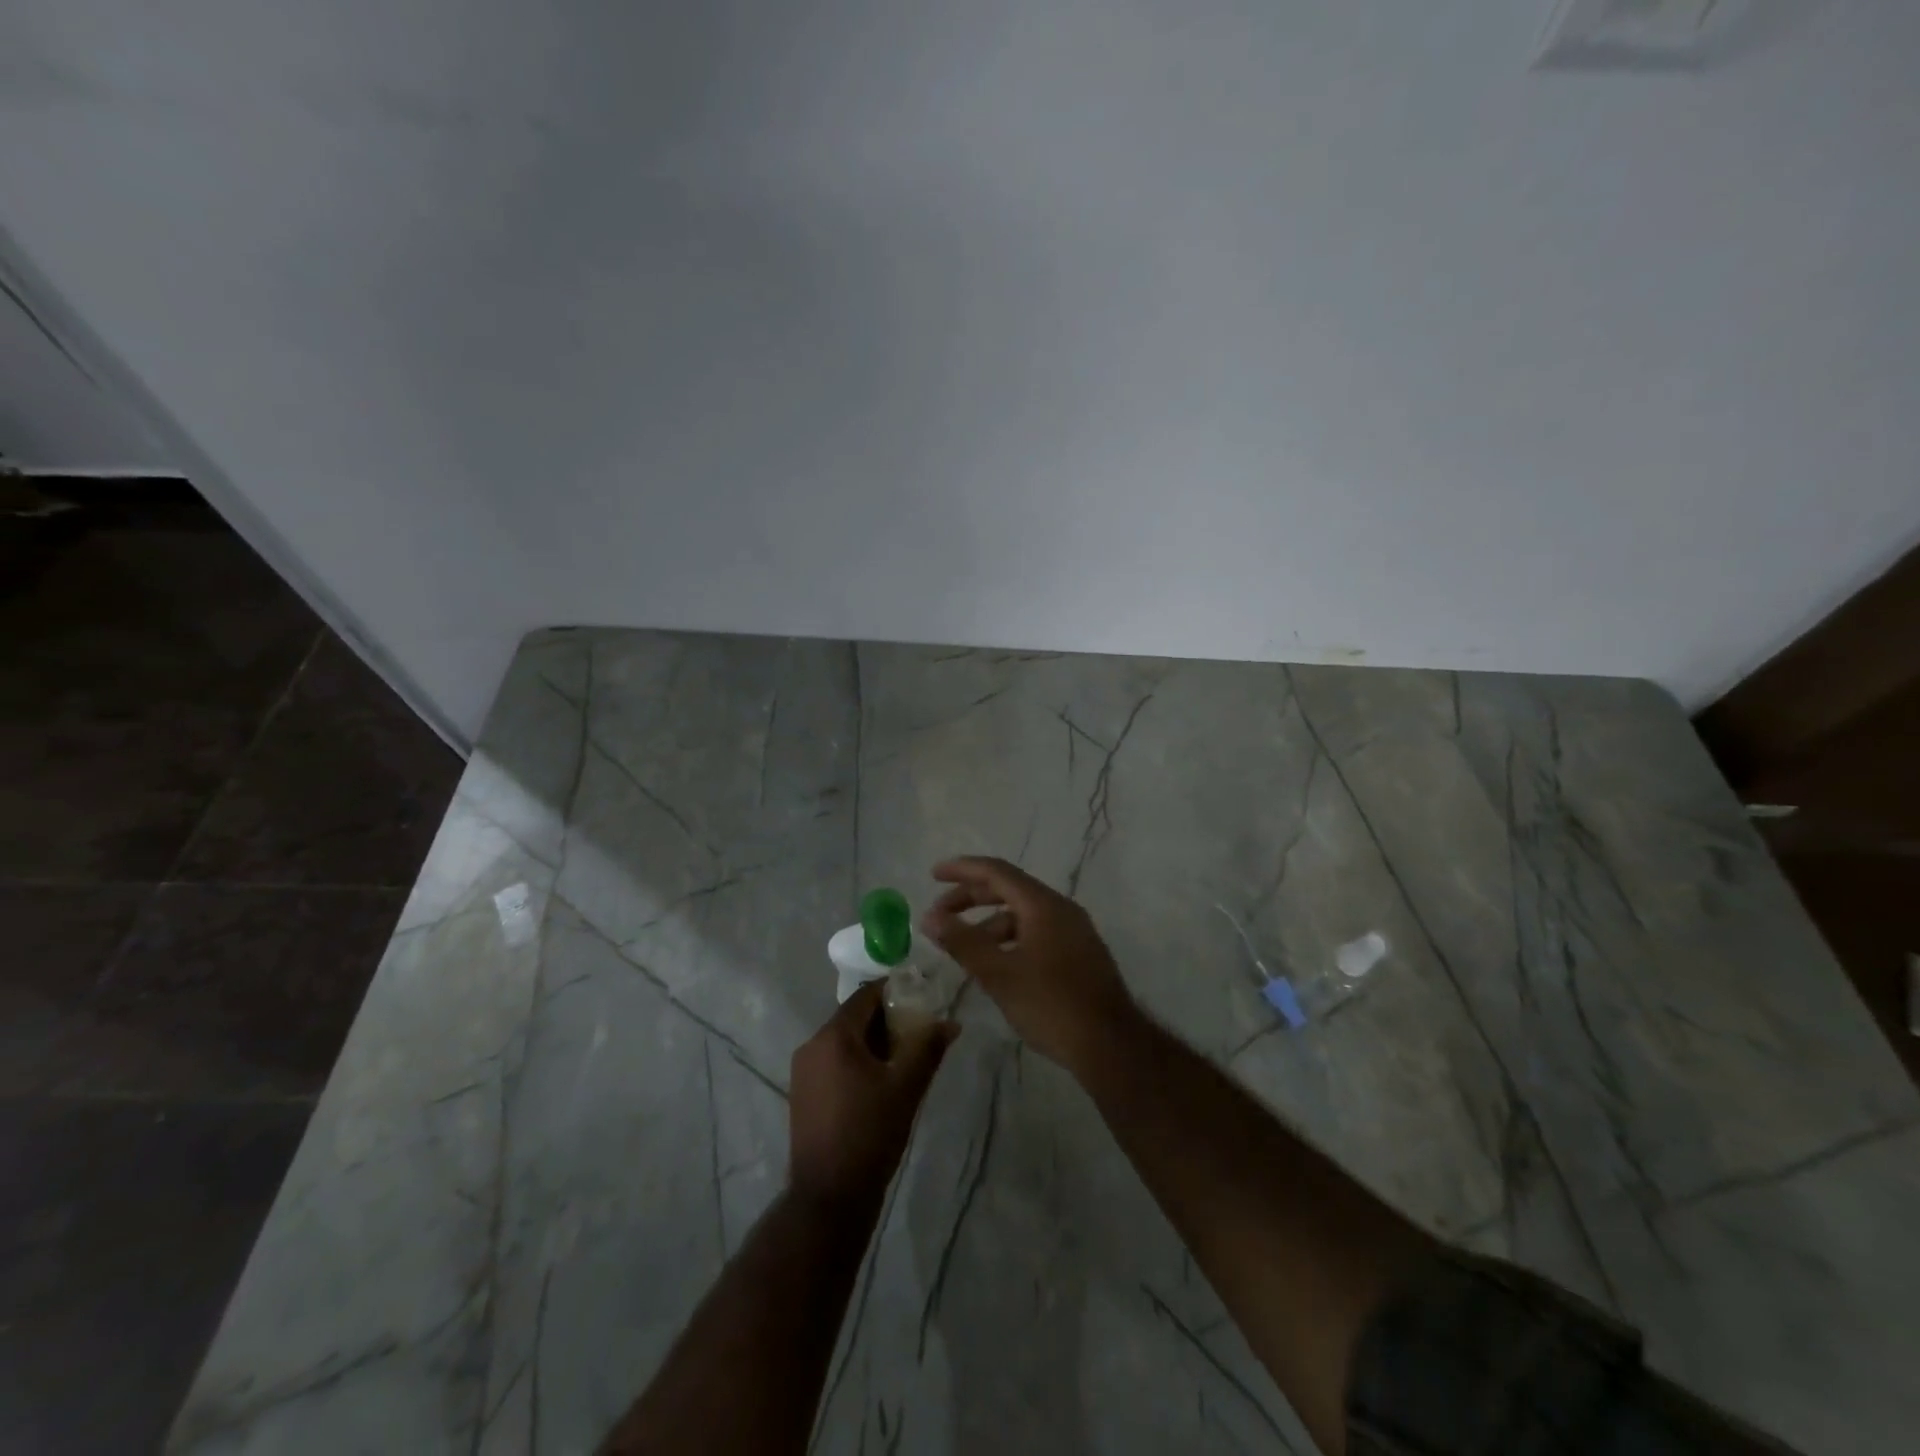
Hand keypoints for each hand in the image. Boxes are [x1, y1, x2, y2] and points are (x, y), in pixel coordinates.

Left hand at [788, 983, 956, 1209]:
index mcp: (834, 1036)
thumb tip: (951, 1023)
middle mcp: (812, 1045)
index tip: (922, 999)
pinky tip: (880, 1082)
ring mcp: (803, 1071)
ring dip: (873, 1042)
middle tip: (919, 1031)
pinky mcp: (802, 1093)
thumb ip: (928, 1048)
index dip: (895, 992)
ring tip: (904, 1058)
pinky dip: (857, 1061)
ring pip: (844, 1041)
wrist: (829, 1197)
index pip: (866, 996)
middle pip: (854, 1017)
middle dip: (887, 1020)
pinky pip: (834, 1062)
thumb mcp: (906, 1088)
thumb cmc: (870, 1134)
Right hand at [921, 856, 1140, 1079]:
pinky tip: (996, 965)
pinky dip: (1009, 939)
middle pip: (1009, 890)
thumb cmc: (1051, 1004)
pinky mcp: (1079, 954)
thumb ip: (962, 942)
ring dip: (989, 924)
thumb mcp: (998, 973)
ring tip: (963, 948)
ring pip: (1023, 915)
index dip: (962, 870)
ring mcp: (1074, 932)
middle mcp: (1061, 909)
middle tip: (940, 913)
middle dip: (971, 897)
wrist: (1111, 1045)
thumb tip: (929, 917)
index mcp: (1043, 904)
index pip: (996, 872)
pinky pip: (1036, 933)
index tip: (933, 874)